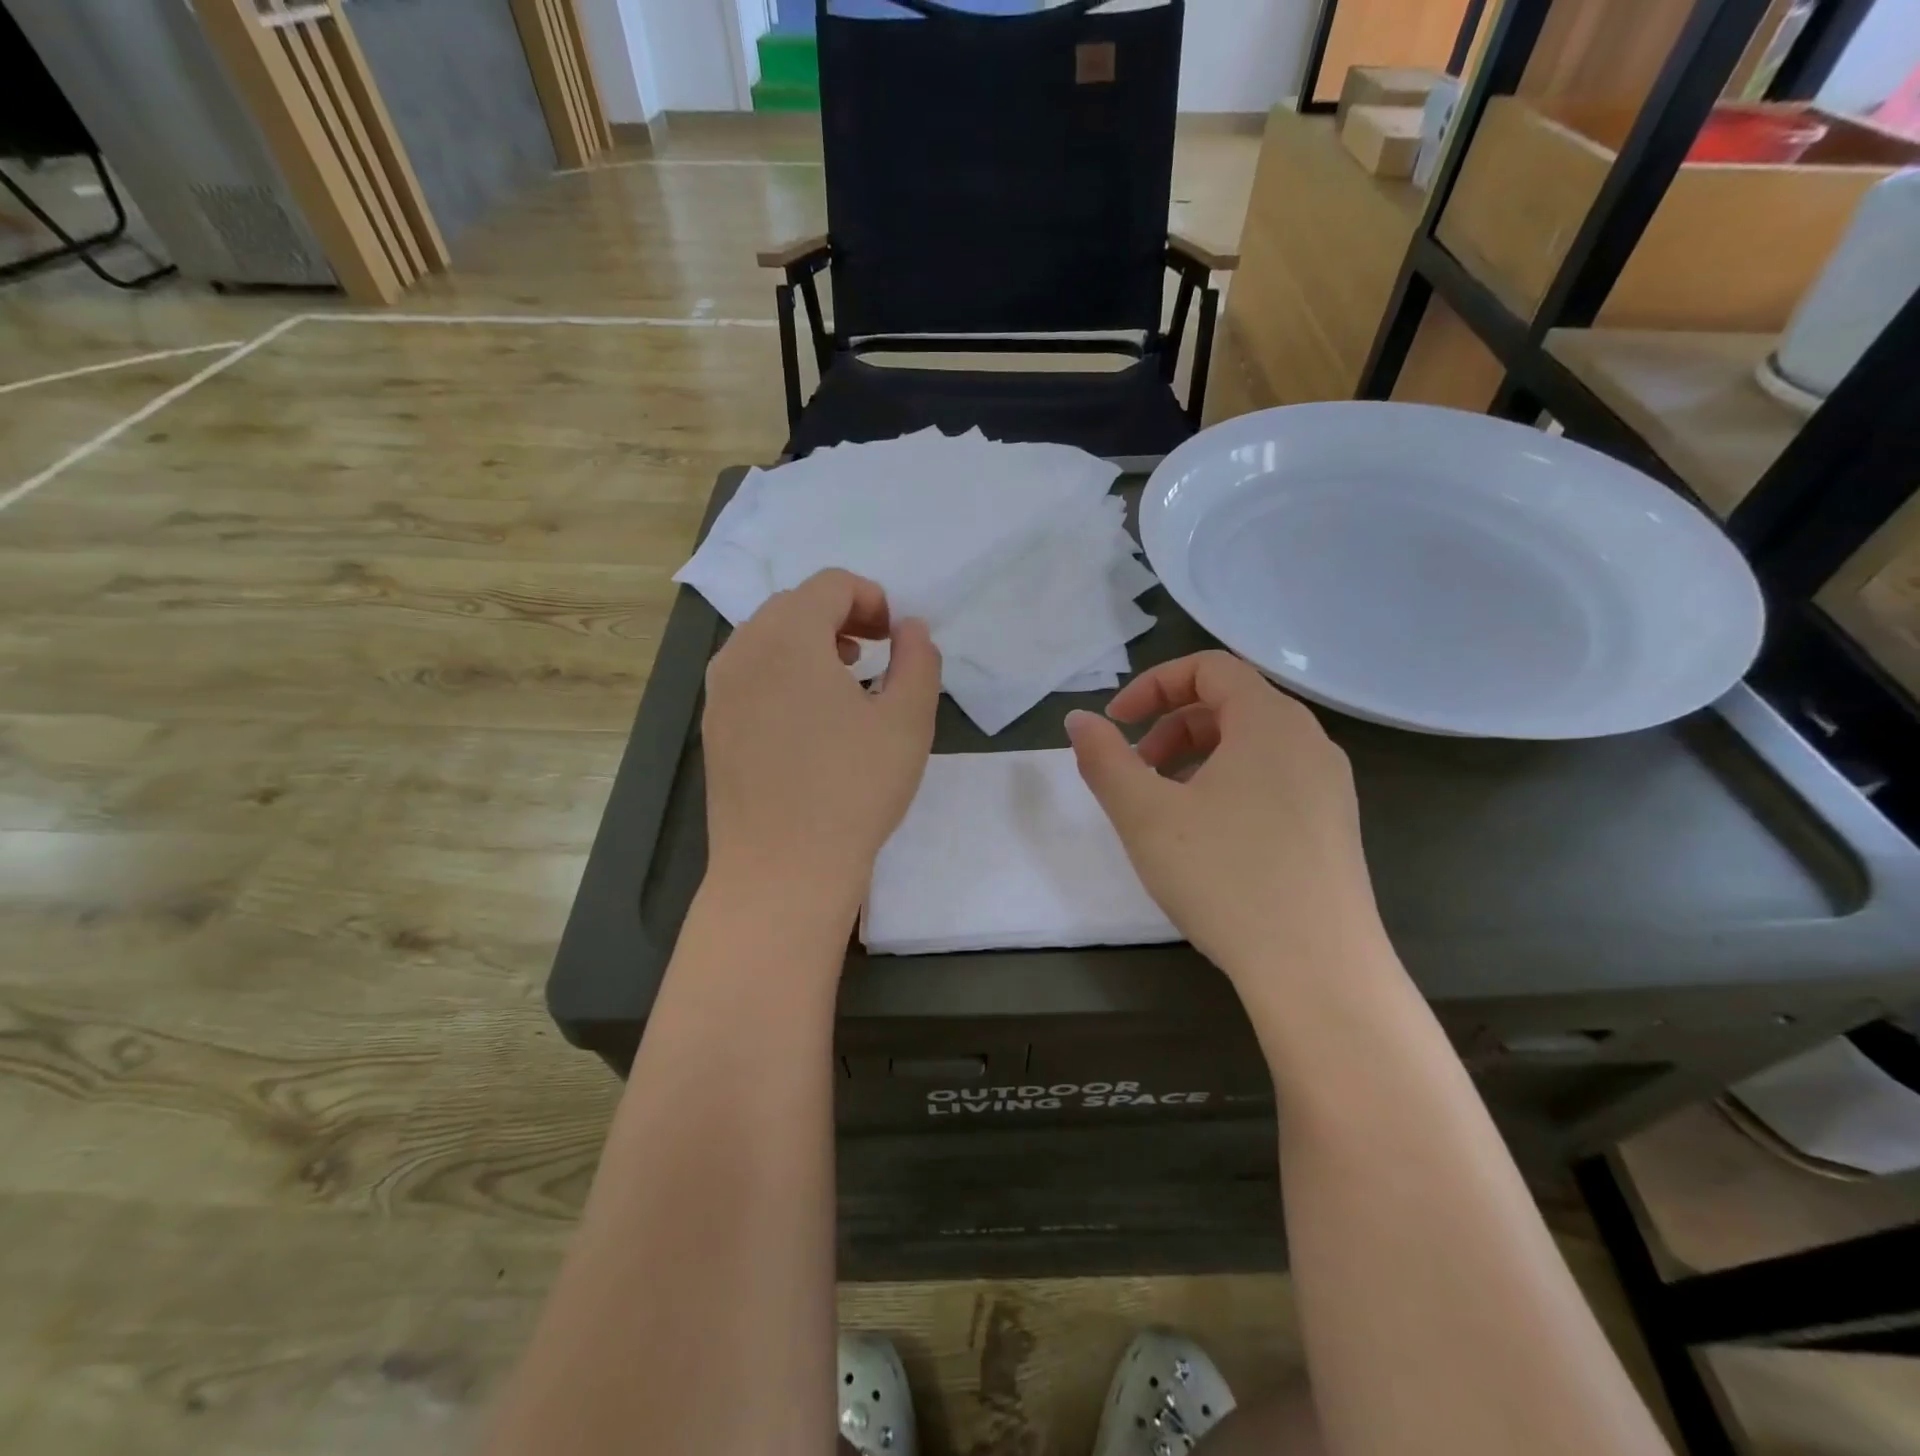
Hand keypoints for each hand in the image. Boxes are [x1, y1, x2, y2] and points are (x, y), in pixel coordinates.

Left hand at [702, 569, 940, 918]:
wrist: (781, 870)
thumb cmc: (853, 790)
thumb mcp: (908, 720)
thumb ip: (918, 659)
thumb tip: (910, 628)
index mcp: (789, 637)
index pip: (830, 584)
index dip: (871, 598)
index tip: (895, 637)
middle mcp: (743, 651)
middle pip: (794, 605)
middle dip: (840, 616)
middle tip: (875, 653)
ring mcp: (720, 691)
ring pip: (766, 638)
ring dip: (809, 643)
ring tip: (844, 680)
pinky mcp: (714, 726)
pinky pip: (749, 674)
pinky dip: (782, 673)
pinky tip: (809, 719)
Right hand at [1066, 651, 1386, 979]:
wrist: (1318, 970)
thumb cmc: (1224, 876)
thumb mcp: (1144, 814)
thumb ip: (1103, 759)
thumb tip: (1079, 721)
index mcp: (1270, 721)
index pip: (1209, 667)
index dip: (1152, 685)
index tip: (1116, 724)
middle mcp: (1309, 741)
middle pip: (1231, 703)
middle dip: (1170, 726)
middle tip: (1136, 771)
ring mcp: (1329, 786)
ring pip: (1252, 745)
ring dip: (1197, 758)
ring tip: (1165, 807)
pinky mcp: (1335, 827)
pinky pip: (1274, 780)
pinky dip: (1229, 785)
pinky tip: (1208, 839)